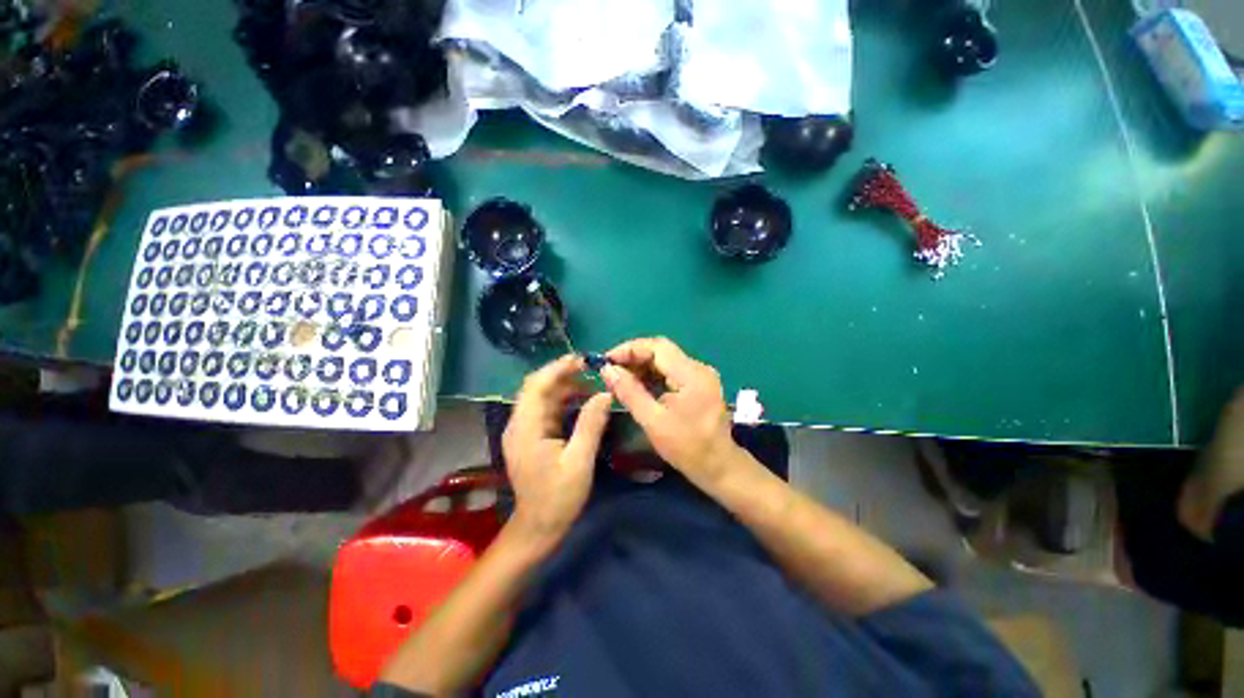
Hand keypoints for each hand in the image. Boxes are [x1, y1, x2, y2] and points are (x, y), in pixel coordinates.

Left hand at [502, 354, 612, 540]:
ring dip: (564, 387)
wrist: (538, 528)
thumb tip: (605, 394)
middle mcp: (519, 424)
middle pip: (537, 387)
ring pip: (542, 397)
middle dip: (562, 374)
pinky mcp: (531, 437)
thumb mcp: (579, 461)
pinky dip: (563, 401)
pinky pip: (546, 410)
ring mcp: (524, 430)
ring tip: (591, 382)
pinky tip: (582, 401)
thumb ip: (591, 424)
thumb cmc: (558, 498)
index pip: (537, 385)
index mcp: (526, 428)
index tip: (582, 360)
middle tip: (590, 368)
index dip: (558, 368)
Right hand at [602, 337, 742, 488]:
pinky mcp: (698, 384)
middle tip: (610, 371)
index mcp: (691, 374)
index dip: (630, 349)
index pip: (657, 347)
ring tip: (619, 379)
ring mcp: (700, 375)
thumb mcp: (653, 421)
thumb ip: (630, 392)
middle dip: (634, 358)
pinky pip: (671, 372)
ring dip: (641, 367)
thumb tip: (608, 370)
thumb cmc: (687, 447)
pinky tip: (637, 386)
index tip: (607, 360)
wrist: (719, 467)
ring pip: (665, 361)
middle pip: (661, 351)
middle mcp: (698, 368)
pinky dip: (652, 375)